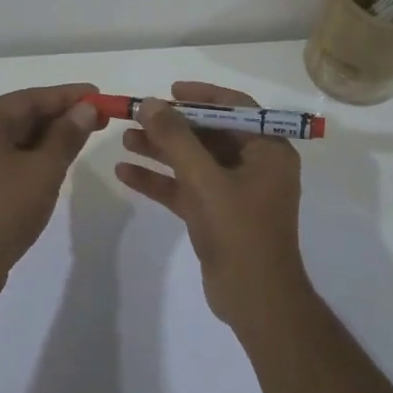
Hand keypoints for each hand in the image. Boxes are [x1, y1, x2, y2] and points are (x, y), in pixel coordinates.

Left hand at [0, 83, 104, 304]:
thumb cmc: (2, 211)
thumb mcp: (43, 170)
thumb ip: (66, 135)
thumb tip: (85, 108)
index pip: (31, 98)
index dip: (68, 96)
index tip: (100, 95)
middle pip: (23, 114)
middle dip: (62, 115)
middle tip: (100, 117)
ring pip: (18, 136)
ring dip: (51, 135)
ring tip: (86, 135)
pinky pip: (10, 156)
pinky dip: (36, 154)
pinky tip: (60, 158)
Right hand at [113, 81, 307, 331]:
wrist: (254, 300)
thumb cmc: (240, 232)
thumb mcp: (205, 180)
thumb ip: (176, 139)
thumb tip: (150, 103)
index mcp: (268, 150)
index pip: (236, 108)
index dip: (202, 96)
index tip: (169, 91)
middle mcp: (255, 165)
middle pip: (209, 133)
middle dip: (172, 125)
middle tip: (137, 115)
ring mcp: (235, 191)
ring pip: (194, 161)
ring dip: (161, 150)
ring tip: (123, 139)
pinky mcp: (216, 214)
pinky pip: (186, 188)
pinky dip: (159, 180)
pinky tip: (125, 173)